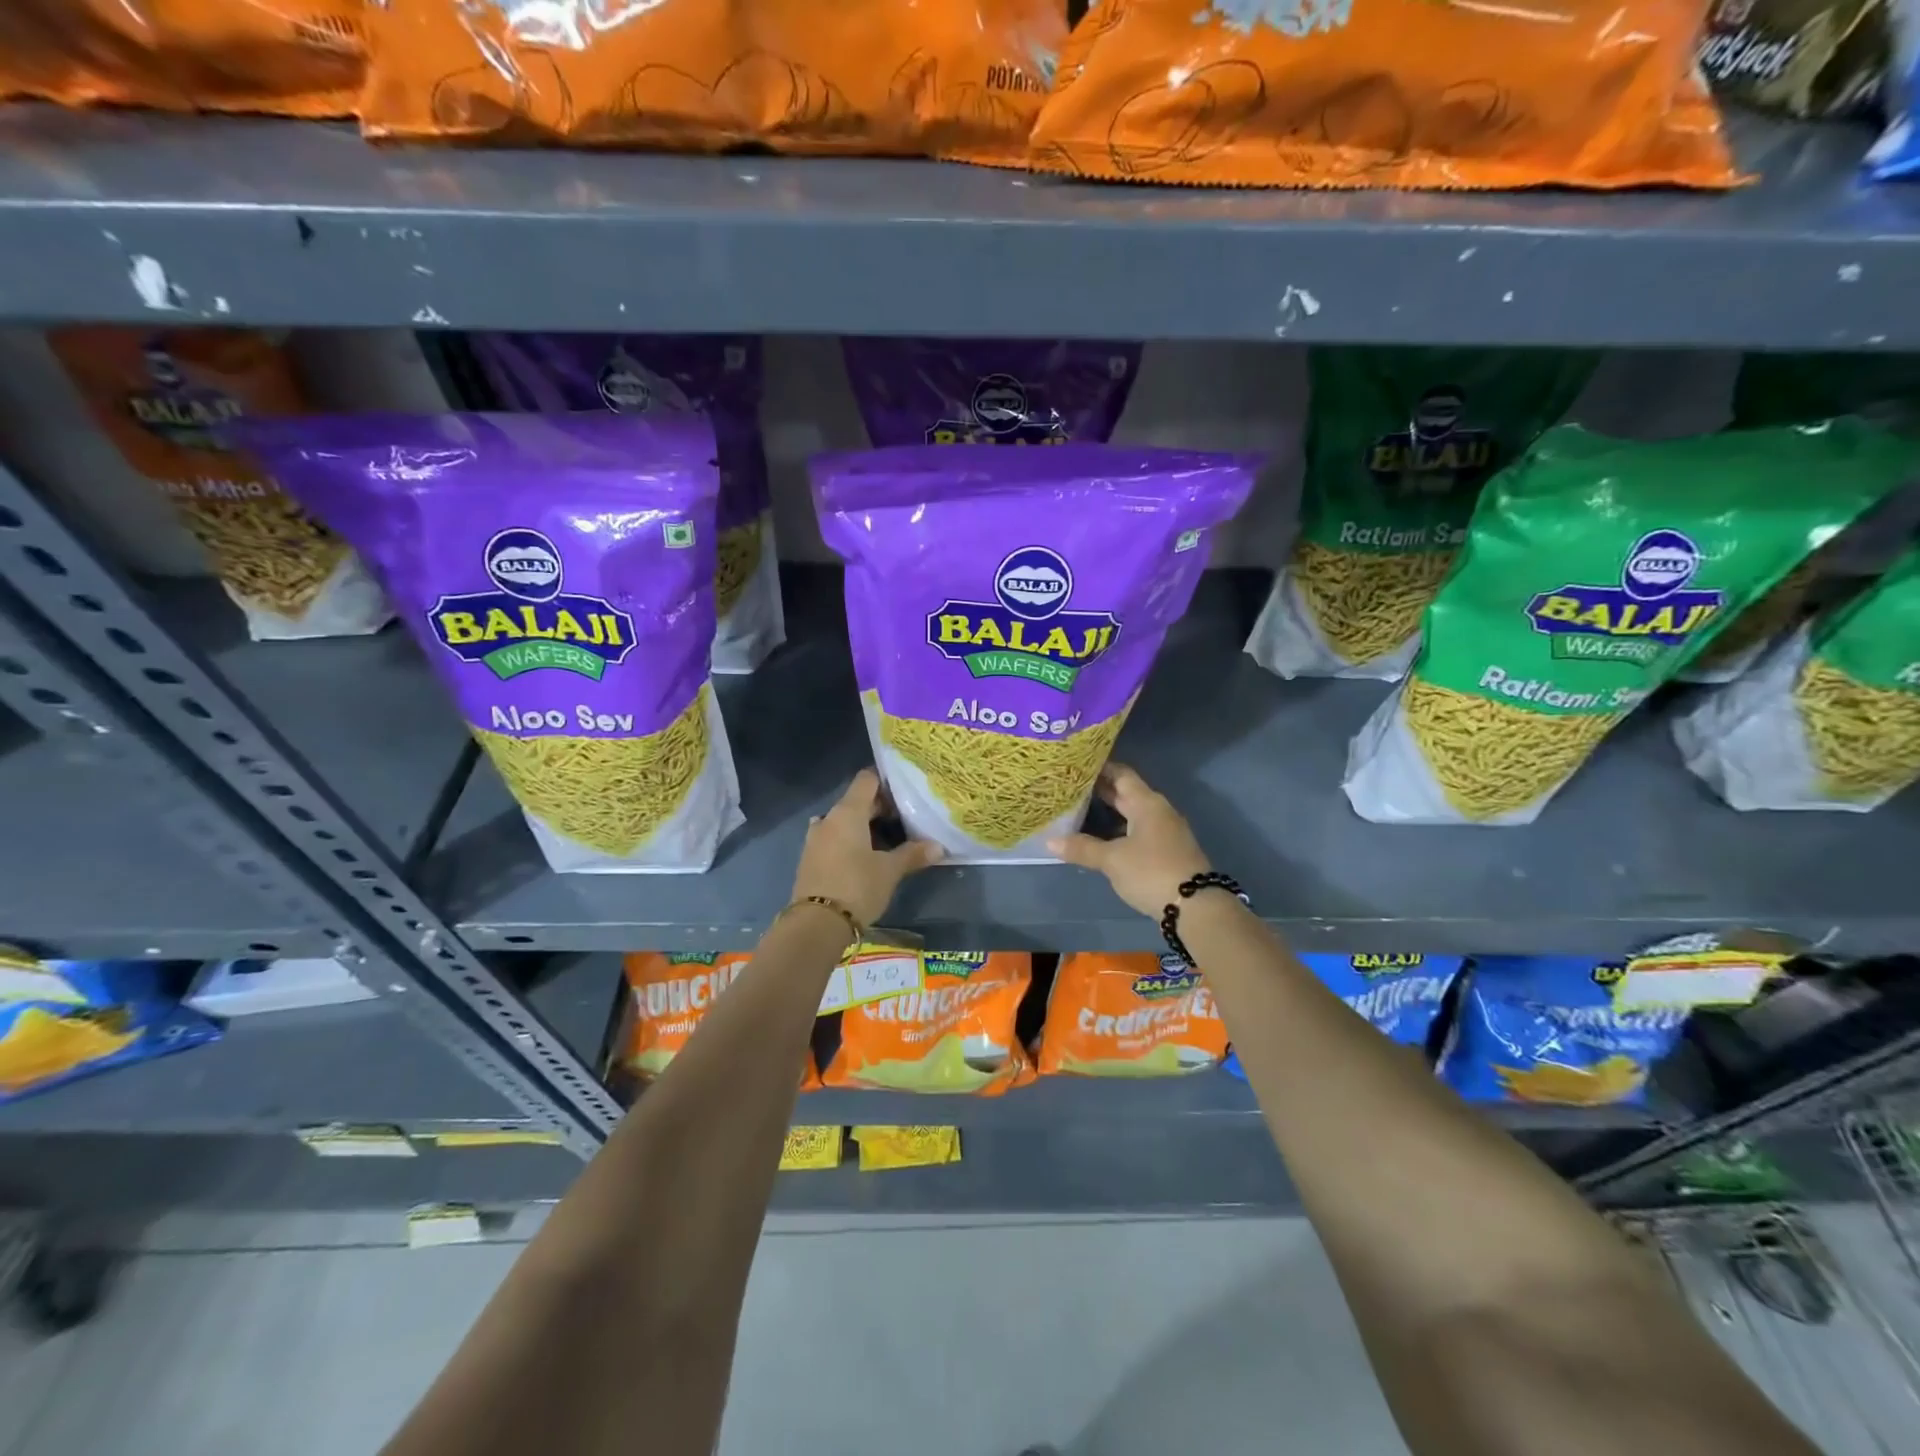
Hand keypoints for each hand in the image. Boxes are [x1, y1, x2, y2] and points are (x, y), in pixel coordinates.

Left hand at [792, 769, 943, 927]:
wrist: (816, 925)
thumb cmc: (857, 887)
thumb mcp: (890, 871)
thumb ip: (913, 854)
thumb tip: (938, 847)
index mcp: (847, 812)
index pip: (866, 780)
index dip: (886, 782)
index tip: (905, 793)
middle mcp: (828, 819)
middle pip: (856, 801)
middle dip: (880, 809)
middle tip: (905, 821)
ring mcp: (815, 839)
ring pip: (844, 822)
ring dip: (863, 827)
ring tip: (888, 842)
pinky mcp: (811, 859)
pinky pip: (834, 839)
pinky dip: (850, 842)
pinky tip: (866, 858)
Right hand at [1049, 763, 1210, 916]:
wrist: (1196, 907)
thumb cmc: (1151, 872)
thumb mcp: (1112, 860)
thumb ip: (1082, 848)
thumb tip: (1049, 841)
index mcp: (1147, 803)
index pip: (1121, 774)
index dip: (1100, 768)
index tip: (1076, 766)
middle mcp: (1158, 811)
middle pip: (1127, 793)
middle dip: (1101, 790)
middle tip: (1071, 787)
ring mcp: (1165, 831)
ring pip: (1133, 813)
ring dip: (1110, 812)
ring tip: (1080, 811)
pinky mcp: (1167, 851)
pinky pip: (1138, 831)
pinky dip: (1120, 830)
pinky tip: (1101, 839)